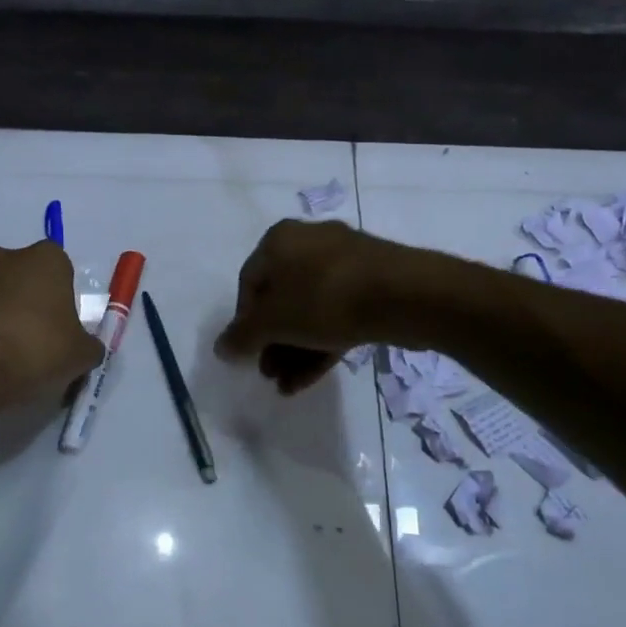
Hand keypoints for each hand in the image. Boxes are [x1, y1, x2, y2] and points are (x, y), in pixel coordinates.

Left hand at [0, 242, 103, 406]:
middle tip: (37, 339)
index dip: (63, 298)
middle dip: (30, 301)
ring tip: (7, 355)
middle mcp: (5, 257)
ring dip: (1, 314)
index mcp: (45, 258)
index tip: (62, 326)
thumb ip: (88, 345)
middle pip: (24, 277)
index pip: (61, 269)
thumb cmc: (37, 349)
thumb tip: (85, 348)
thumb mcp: (81, 354)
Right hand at [215, 220, 415, 393]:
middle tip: (268, 373)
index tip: (248, 354)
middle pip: (281, 299)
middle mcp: (310, 243)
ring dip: (293, 350)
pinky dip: (320, 345)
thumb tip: (220, 348)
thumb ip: (242, 336)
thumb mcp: (274, 322)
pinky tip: (307, 380)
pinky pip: (336, 315)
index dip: (244, 322)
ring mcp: (345, 263)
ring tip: (286, 386)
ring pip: (309, 311)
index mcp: (280, 240)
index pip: (249, 283)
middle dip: (272, 342)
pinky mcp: (372, 285)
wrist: (405, 295)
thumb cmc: (325, 299)